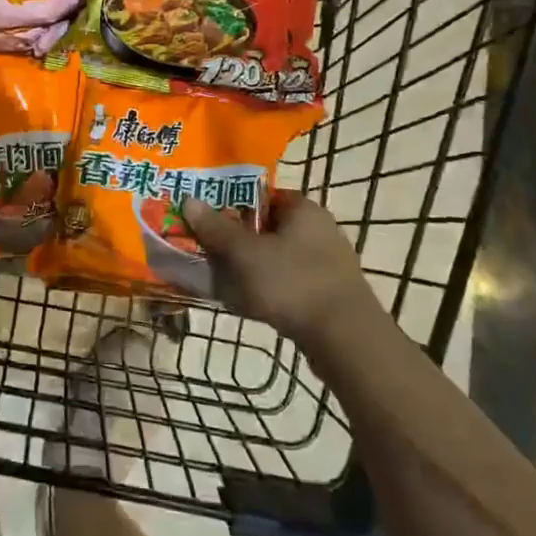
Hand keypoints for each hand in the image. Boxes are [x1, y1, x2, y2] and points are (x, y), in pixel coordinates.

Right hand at [184, 192, 383, 342]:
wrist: (345, 340)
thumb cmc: (292, 283)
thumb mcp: (245, 253)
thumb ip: (216, 228)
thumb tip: (189, 200)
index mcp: (303, 209)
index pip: (262, 194)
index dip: (232, 203)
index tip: (207, 218)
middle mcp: (319, 229)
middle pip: (268, 226)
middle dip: (238, 238)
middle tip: (209, 250)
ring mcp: (327, 262)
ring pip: (277, 256)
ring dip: (251, 265)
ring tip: (222, 278)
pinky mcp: (328, 293)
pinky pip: (289, 281)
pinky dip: (268, 287)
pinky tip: (249, 303)